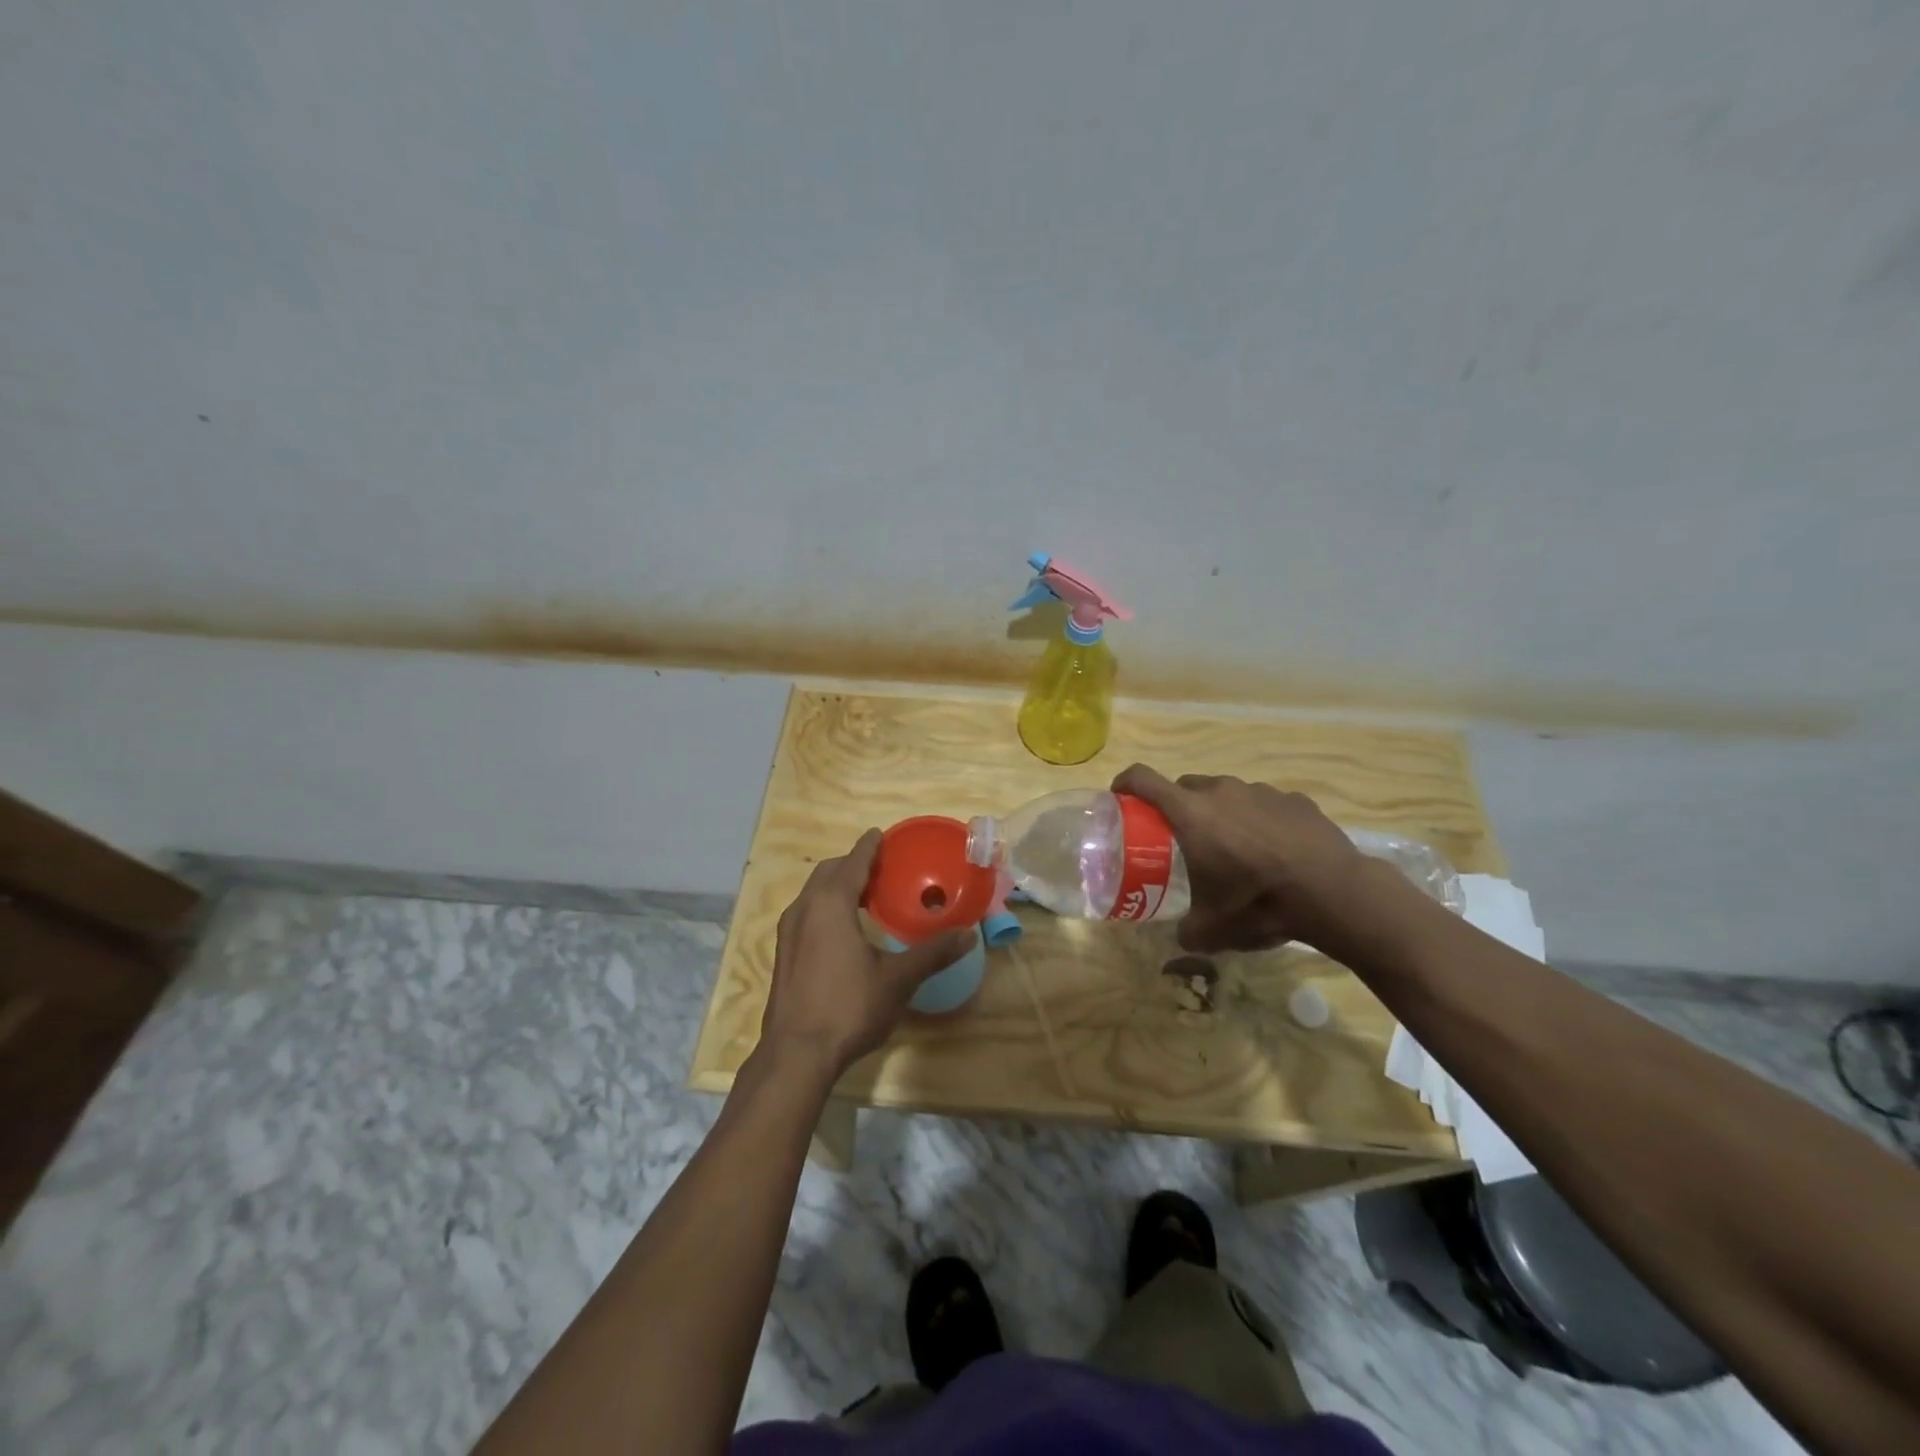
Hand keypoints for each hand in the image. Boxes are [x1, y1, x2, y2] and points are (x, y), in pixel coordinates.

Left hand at [759, 830, 973, 1079]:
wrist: (796, 1054)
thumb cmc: (849, 1008)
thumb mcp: (898, 980)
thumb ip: (933, 953)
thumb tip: (968, 934)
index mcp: (831, 904)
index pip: (853, 862)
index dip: (869, 847)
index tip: (882, 836)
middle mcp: (804, 908)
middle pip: (829, 871)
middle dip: (853, 864)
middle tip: (882, 870)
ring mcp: (788, 931)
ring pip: (814, 892)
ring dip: (838, 885)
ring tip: (867, 897)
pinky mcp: (783, 953)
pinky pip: (807, 912)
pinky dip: (826, 906)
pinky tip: (845, 930)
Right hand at [1112, 764, 1372, 953]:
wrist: (1334, 893)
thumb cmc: (1259, 903)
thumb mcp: (1213, 929)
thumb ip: (1188, 931)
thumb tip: (1182, 938)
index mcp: (1190, 813)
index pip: (1143, 779)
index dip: (1124, 783)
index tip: (1119, 797)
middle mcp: (1221, 791)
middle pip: (1185, 786)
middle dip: (1176, 806)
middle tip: (1181, 837)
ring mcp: (1261, 791)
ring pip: (1226, 793)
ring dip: (1220, 812)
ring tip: (1233, 847)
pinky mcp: (1294, 799)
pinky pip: (1264, 804)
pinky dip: (1258, 819)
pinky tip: (1273, 849)